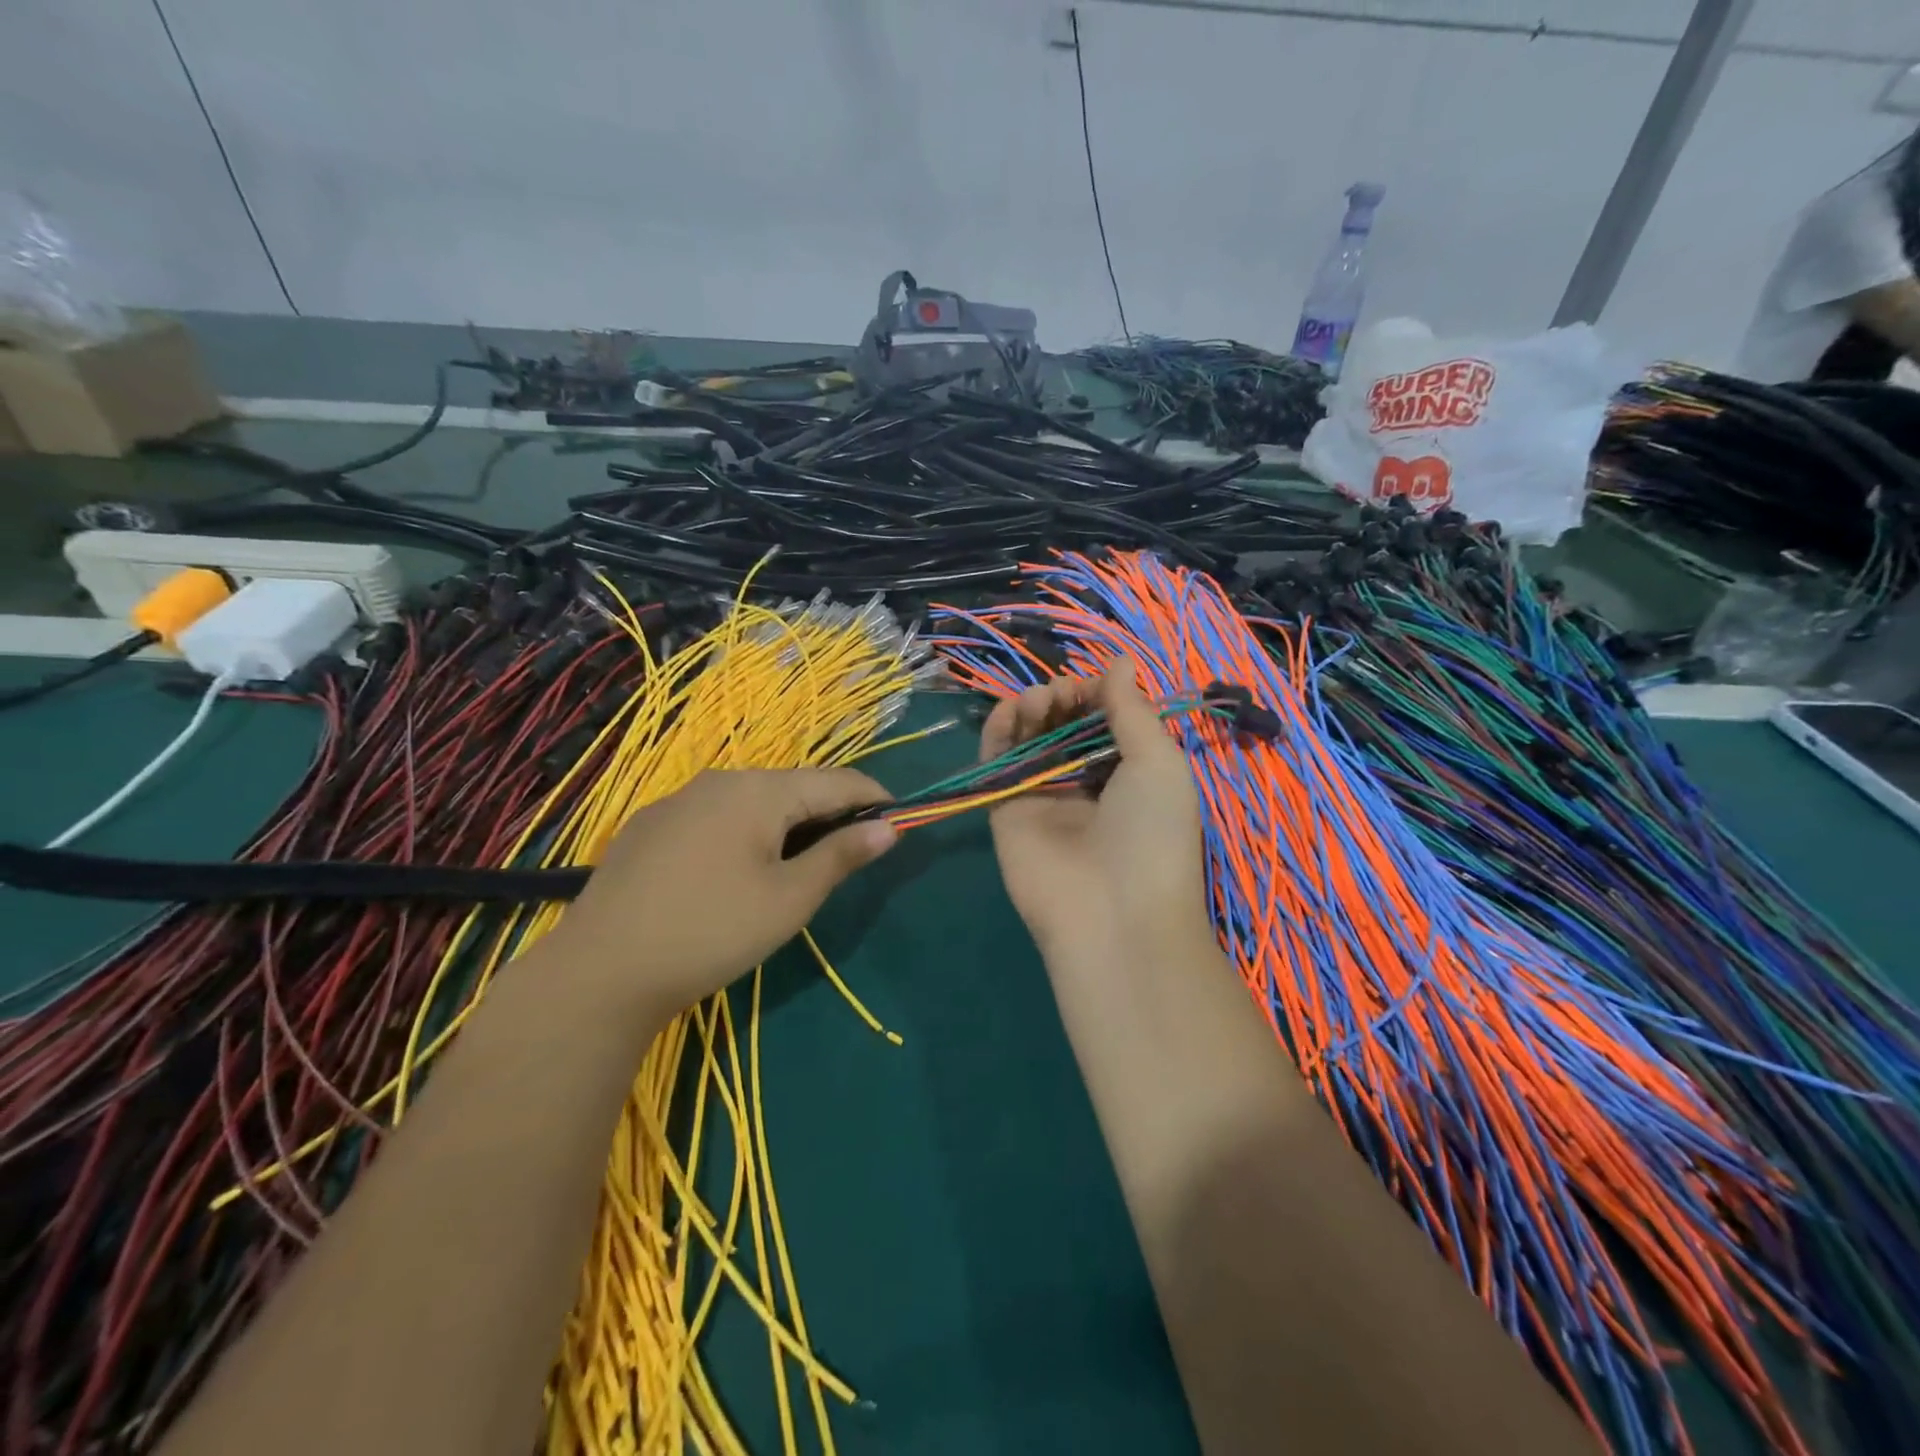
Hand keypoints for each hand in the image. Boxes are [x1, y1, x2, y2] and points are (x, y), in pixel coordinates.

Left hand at [549, 768, 896, 1018]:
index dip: (873, 799)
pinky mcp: (650, 825)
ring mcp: (679, 800)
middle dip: (829, 812)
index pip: (837, 782)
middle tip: (849, 853)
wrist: (600, 970)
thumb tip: (888, 828)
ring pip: (752, 800)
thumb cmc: (712, 932)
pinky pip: (715, 815)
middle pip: (794, 787)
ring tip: (796, 863)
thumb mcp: (790, 899)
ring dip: (786, 822)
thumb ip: (841, 856)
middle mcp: (720, 780)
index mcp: (761, 791)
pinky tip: (734, 870)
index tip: (898, 820)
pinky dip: (744, 831)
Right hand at [984, 661, 1211, 963]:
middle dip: (1062, 699)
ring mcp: (1042, 795)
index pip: (1102, 720)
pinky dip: (998, 730)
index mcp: (1127, 773)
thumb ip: (1131, 709)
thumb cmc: (1151, 832)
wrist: (1112, 914)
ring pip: (1027, 738)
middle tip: (1063, 695)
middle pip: (1062, 725)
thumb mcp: (1158, 761)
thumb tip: (1118, 661)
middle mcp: (1083, 782)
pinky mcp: (1005, 809)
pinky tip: (1011, 712)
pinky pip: (996, 762)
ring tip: (1041, 703)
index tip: (1092, 686)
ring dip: (1031, 708)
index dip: (1095, 695)